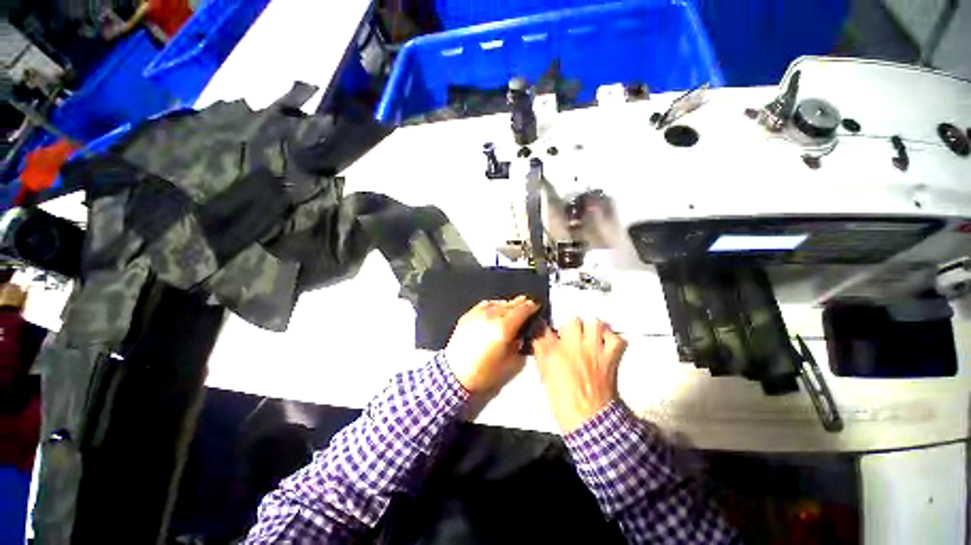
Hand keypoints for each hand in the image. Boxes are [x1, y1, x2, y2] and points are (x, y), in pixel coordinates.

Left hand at [445, 296, 539, 393]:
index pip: (522, 310)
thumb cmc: (484, 372)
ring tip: (512, 309)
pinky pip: (485, 305)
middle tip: (527, 304)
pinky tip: (496, 309)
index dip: (531, 307)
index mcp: (503, 328)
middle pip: (511, 304)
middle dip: (521, 304)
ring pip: (498, 303)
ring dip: (508, 305)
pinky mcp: (468, 315)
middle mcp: (491, 316)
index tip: (536, 306)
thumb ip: (520, 345)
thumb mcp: (511, 363)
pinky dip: (494, 305)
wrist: (455, 374)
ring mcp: (478, 314)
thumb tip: (522, 335)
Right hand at [533, 318, 627, 432]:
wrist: (590, 420)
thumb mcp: (545, 377)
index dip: (543, 327)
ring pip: (595, 323)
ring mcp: (595, 350)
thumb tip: (538, 341)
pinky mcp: (611, 358)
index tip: (544, 329)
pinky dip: (612, 338)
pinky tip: (605, 343)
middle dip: (570, 326)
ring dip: (591, 328)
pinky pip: (616, 339)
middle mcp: (574, 346)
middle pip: (573, 320)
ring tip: (589, 335)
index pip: (544, 329)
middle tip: (570, 335)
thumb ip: (541, 355)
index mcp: (554, 352)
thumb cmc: (563, 402)